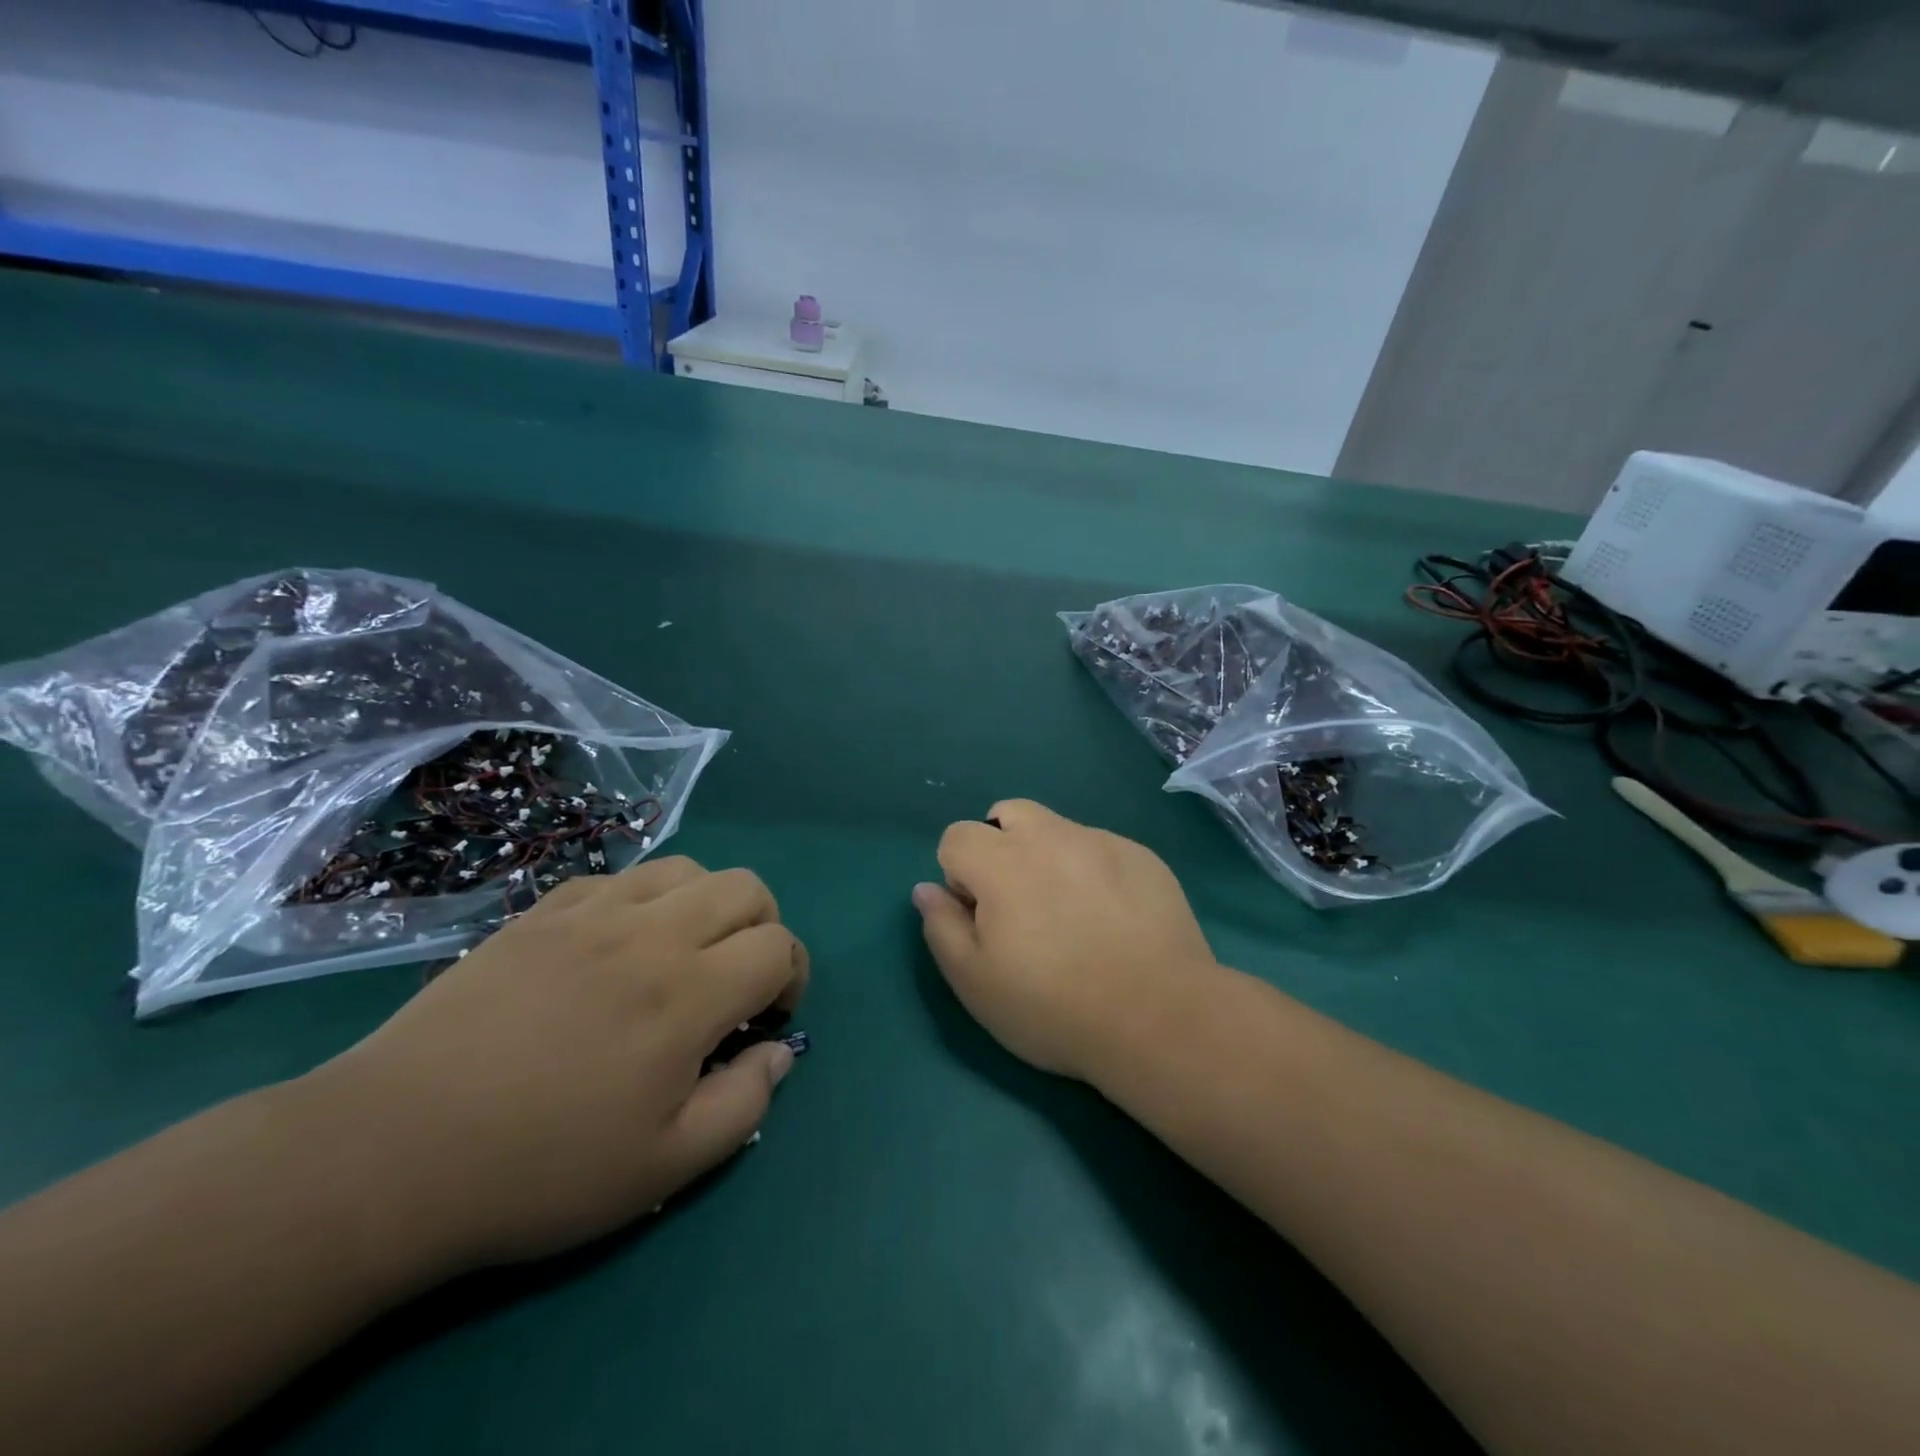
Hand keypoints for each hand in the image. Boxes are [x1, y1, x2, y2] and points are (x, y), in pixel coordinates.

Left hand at [292, 857, 806, 1274]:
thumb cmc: (539, 1170)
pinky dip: (644, 899)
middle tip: (736, 981)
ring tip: (683, 953)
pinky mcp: (544, 910)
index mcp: (688, 994)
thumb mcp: (662, 1168)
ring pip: (688, 869)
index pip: (778, 946)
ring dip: (708, 904)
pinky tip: (618, 945)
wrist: (391, 1152)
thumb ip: (744, 1104)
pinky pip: (621, 877)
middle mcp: (652, 934)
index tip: (766, 1018)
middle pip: (746, 889)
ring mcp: (594, 912)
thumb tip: (780, 1052)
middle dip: (763, 928)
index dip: (791, 977)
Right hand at [913, 800, 1219, 1080]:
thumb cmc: (1053, 1006)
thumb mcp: (974, 982)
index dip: (958, 876)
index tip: (980, 917)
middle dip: (1000, 847)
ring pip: (1057, 829)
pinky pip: (1101, 849)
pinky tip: (1114, 919)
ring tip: (1070, 913)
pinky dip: (1092, 871)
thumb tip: (927, 889)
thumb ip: (941, 926)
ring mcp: (1102, 842)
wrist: (1159, 1017)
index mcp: (1002, 861)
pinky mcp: (1143, 856)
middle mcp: (1050, 836)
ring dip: (1048, 857)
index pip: (956, 836)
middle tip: (1019, 904)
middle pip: (1008, 814)